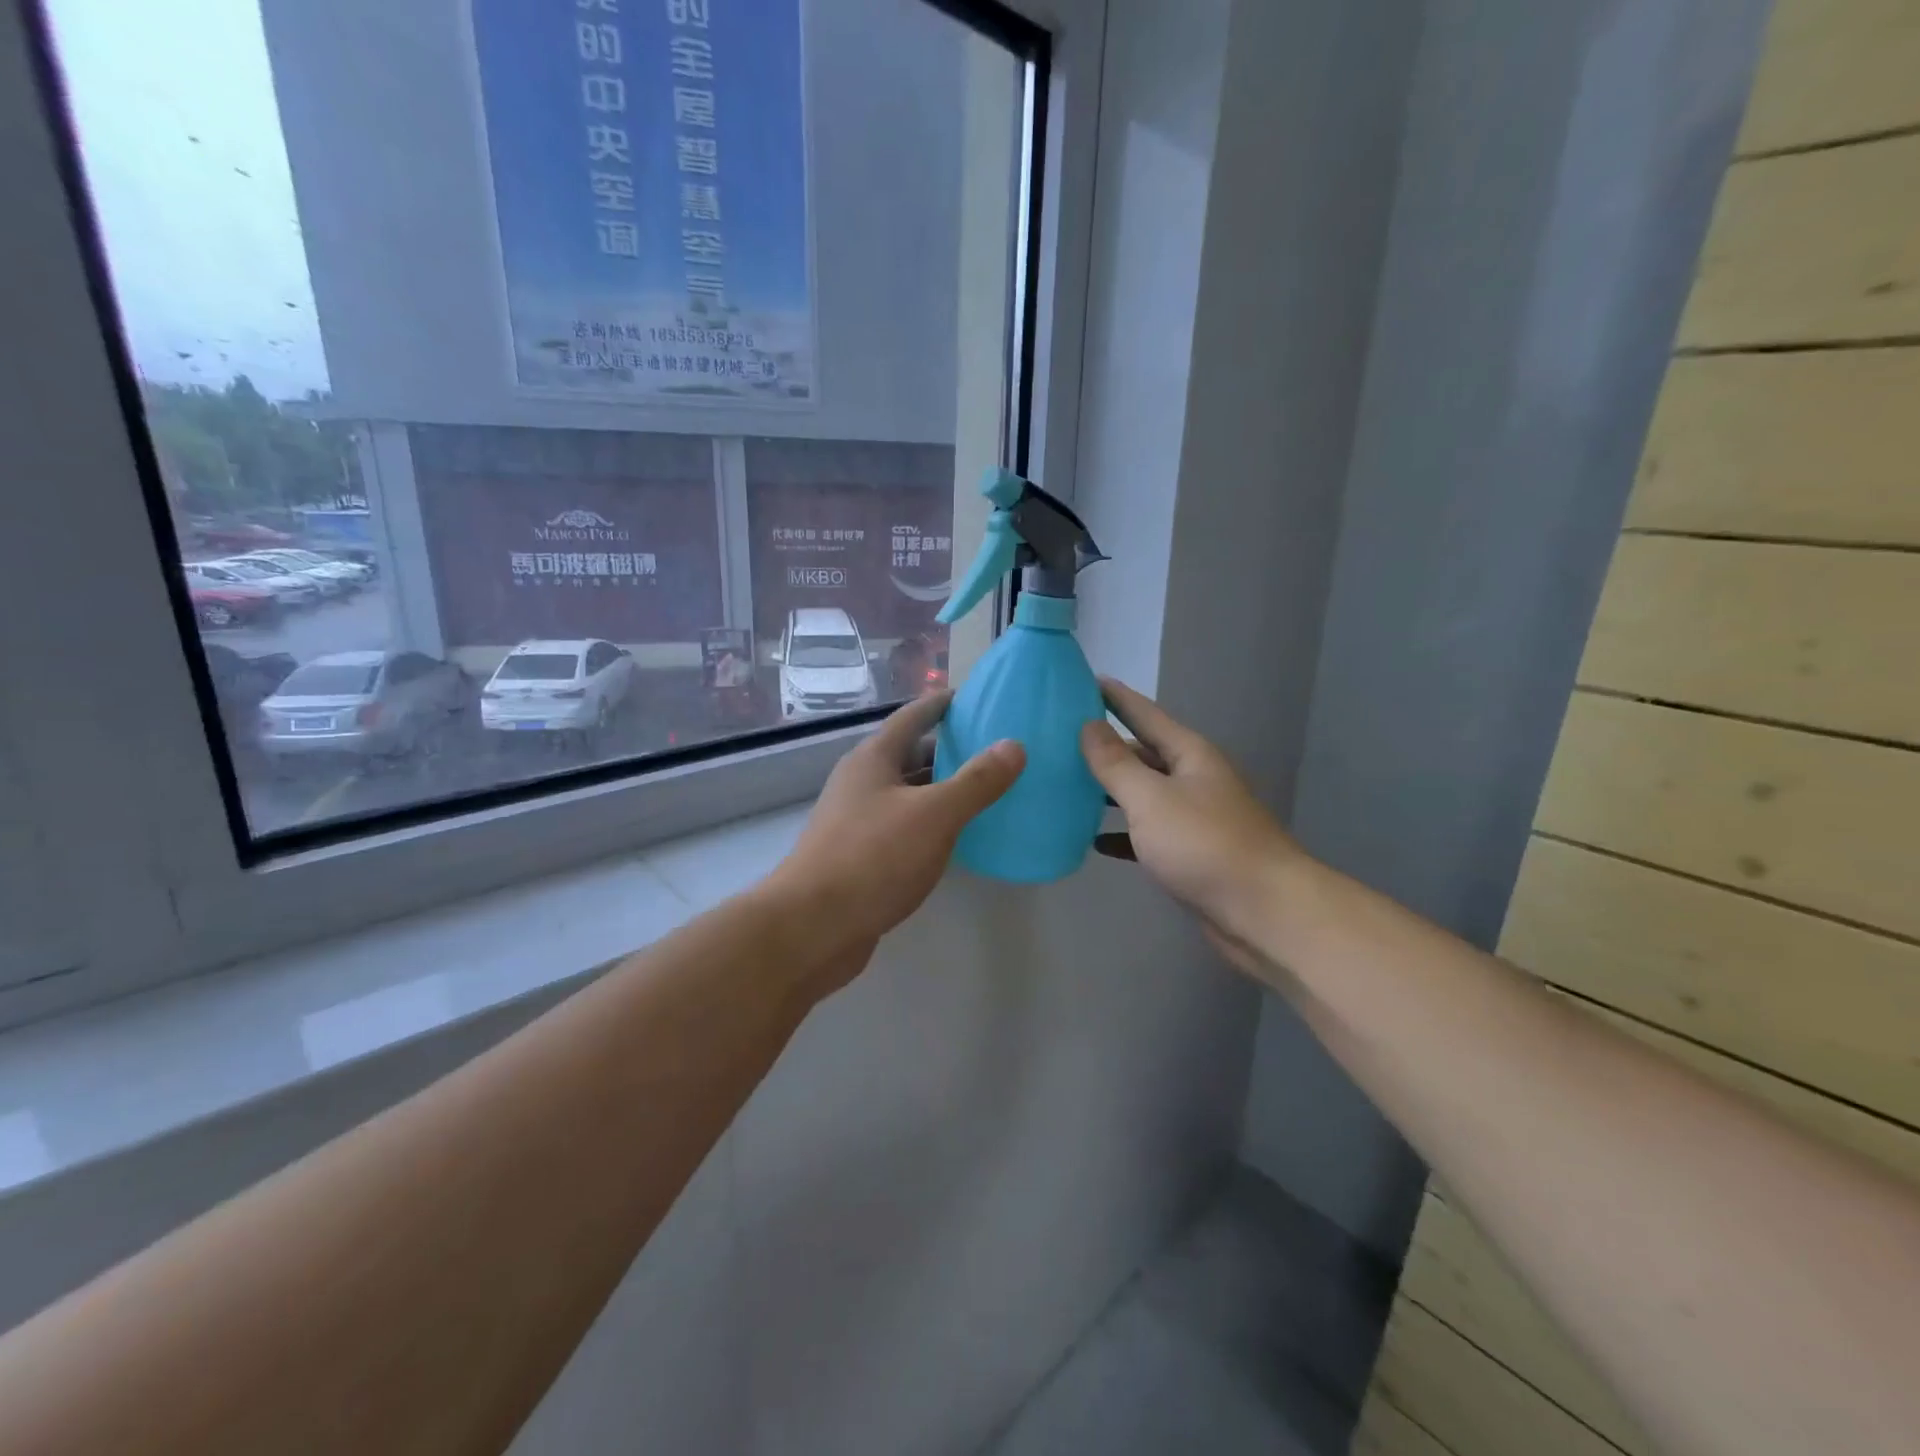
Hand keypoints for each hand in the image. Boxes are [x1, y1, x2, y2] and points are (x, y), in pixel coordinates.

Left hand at [768, 692, 1024, 989]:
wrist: (812, 927)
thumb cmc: (872, 858)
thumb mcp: (934, 815)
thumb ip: (976, 782)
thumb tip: (1014, 745)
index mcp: (873, 759)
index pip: (912, 717)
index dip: (941, 704)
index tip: (973, 697)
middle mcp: (862, 783)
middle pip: (910, 754)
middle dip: (948, 750)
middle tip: (994, 748)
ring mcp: (857, 821)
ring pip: (907, 794)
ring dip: (941, 790)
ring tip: (986, 790)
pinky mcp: (861, 857)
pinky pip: (904, 827)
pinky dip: (931, 824)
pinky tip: (957, 838)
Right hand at [1080, 678, 1300, 944]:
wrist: (1263, 912)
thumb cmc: (1204, 844)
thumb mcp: (1151, 798)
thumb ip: (1115, 763)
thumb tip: (1088, 725)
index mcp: (1189, 755)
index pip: (1145, 714)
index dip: (1115, 698)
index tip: (1085, 680)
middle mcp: (1193, 779)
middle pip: (1143, 754)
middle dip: (1105, 747)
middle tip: (1059, 740)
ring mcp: (1194, 817)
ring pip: (1143, 794)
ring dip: (1109, 791)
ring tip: (1066, 786)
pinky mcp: (1190, 854)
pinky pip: (1147, 834)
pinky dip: (1121, 834)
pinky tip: (1094, 841)